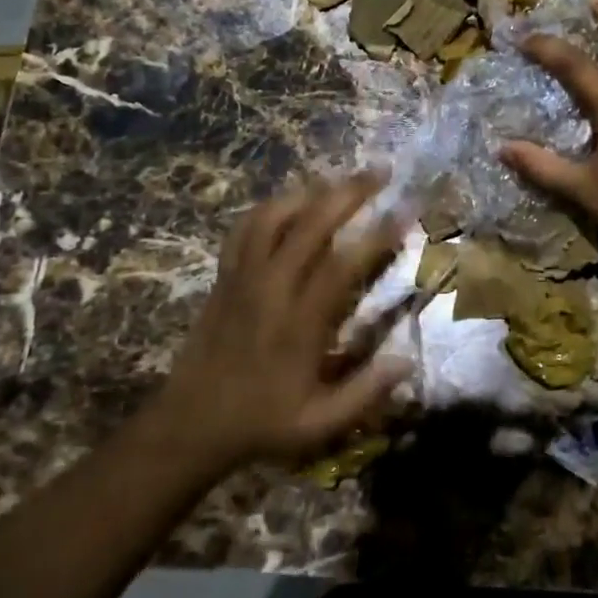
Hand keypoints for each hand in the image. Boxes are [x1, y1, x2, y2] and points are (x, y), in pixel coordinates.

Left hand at [153, 172, 412, 472]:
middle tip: (380, 172)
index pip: (343, 265)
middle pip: (310, 224)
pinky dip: (269, 208)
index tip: (405, 211)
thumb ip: (365, 393)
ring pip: (273, 217)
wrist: (189, 425)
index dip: (377, 235)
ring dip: (308, 191)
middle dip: (348, 192)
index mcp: (299, 324)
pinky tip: (288, 204)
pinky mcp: (224, 278)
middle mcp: (271, 290)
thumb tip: (408, 360)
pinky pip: (244, 230)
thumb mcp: (319, 425)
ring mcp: (242, 279)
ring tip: (337, 181)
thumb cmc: (261, 424)